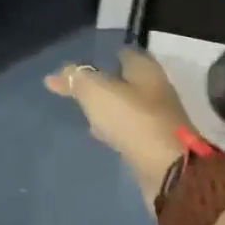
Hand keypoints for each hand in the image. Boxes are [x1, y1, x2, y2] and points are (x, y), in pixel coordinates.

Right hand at [45, 48, 191, 209]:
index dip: (103, 55)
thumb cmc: (133, 119)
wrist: (169, 171)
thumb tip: (55, 76)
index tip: (83, 63)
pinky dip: (116, 128)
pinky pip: (130, 128)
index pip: (123, 53)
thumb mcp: (96, 92)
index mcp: (145, 69)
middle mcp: (156, 89)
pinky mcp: (156, 144)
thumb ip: (76, 79)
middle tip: (80, 86)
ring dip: (109, 107)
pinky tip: (101, 134)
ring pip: (128, 105)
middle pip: (126, 80)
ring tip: (85, 111)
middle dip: (106, 82)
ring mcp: (158, 118)